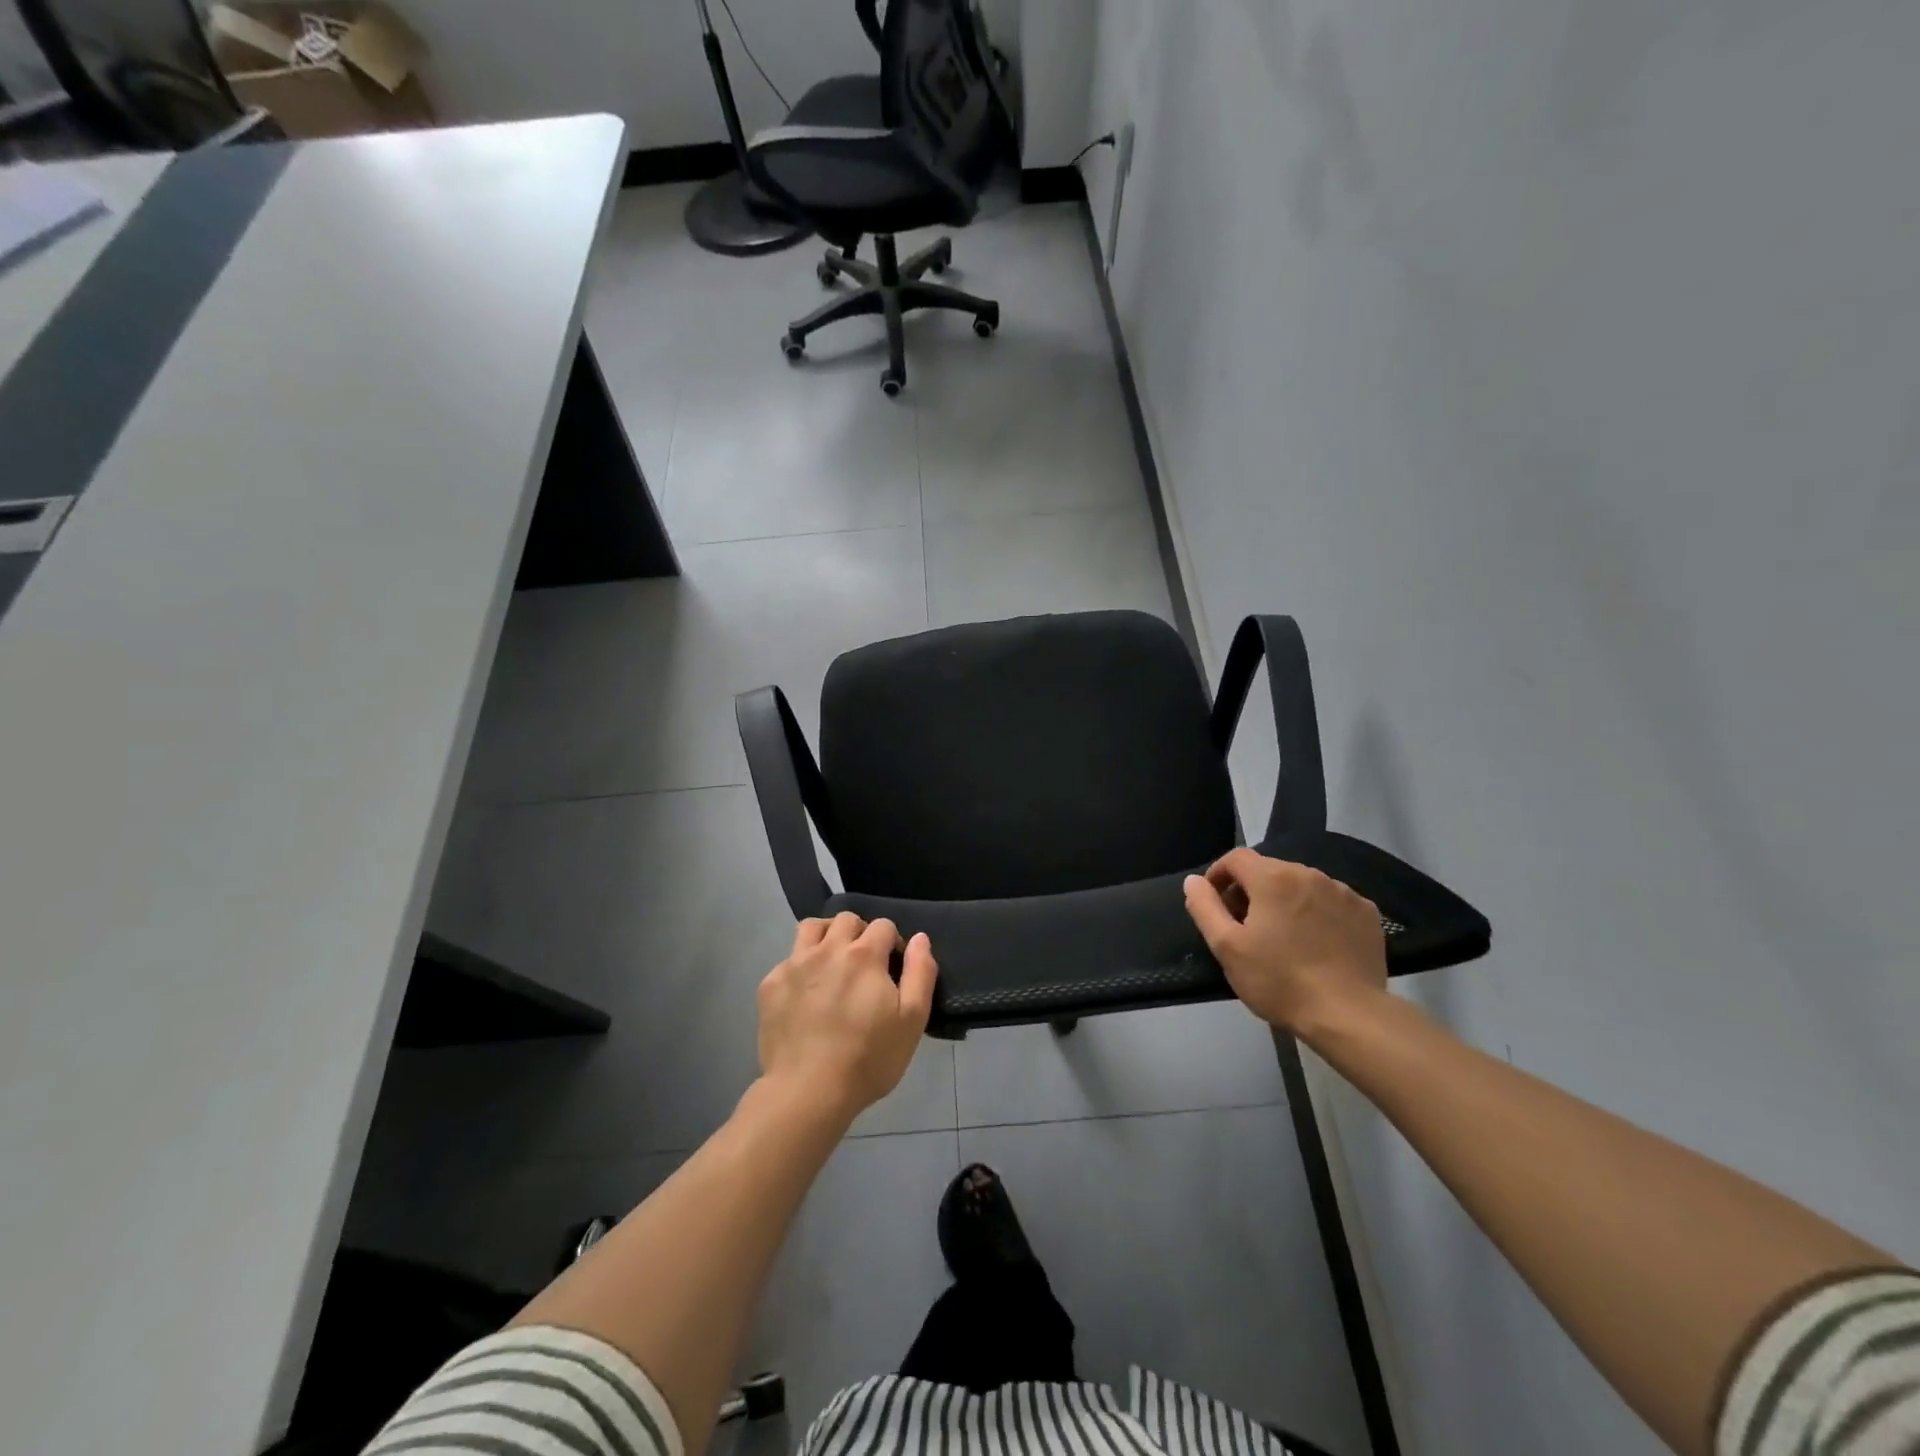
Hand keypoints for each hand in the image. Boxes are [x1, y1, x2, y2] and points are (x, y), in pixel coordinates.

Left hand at [756, 913, 937, 1120]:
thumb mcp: (912, 1020)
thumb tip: (919, 938)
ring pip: (811, 928)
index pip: (883, 925)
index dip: (892, 943)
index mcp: (864, 955)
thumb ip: (920, 973)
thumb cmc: (868, 1058)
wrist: (808, 1092)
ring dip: (826, 936)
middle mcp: (828, 949)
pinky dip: (801, 968)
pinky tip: (805, 994)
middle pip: (846, 919)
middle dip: (860, 933)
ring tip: (832, 963)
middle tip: (864, 965)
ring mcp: (794, 964)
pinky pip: (788, 960)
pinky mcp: (770, 985)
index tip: (892, 969)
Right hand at [1183, 848, 1387, 1035]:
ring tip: (1282, 937)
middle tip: (1244, 927)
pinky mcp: (1366, 913)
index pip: (1236, 858)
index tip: (1214, 904)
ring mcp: (1343, 892)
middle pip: (1269, 870)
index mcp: (1273, 878)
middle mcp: (1310, 874)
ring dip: (1284, 901)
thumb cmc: (1279, 980)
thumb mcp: (1227, 947)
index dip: (1218, 875)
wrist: (1349, 1015)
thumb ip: (1204, 907)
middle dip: (1251, 891)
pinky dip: (1316, 912)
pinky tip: (1315, 942)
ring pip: (1301, 885)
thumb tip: (1193, 881)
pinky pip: (1330, 901)